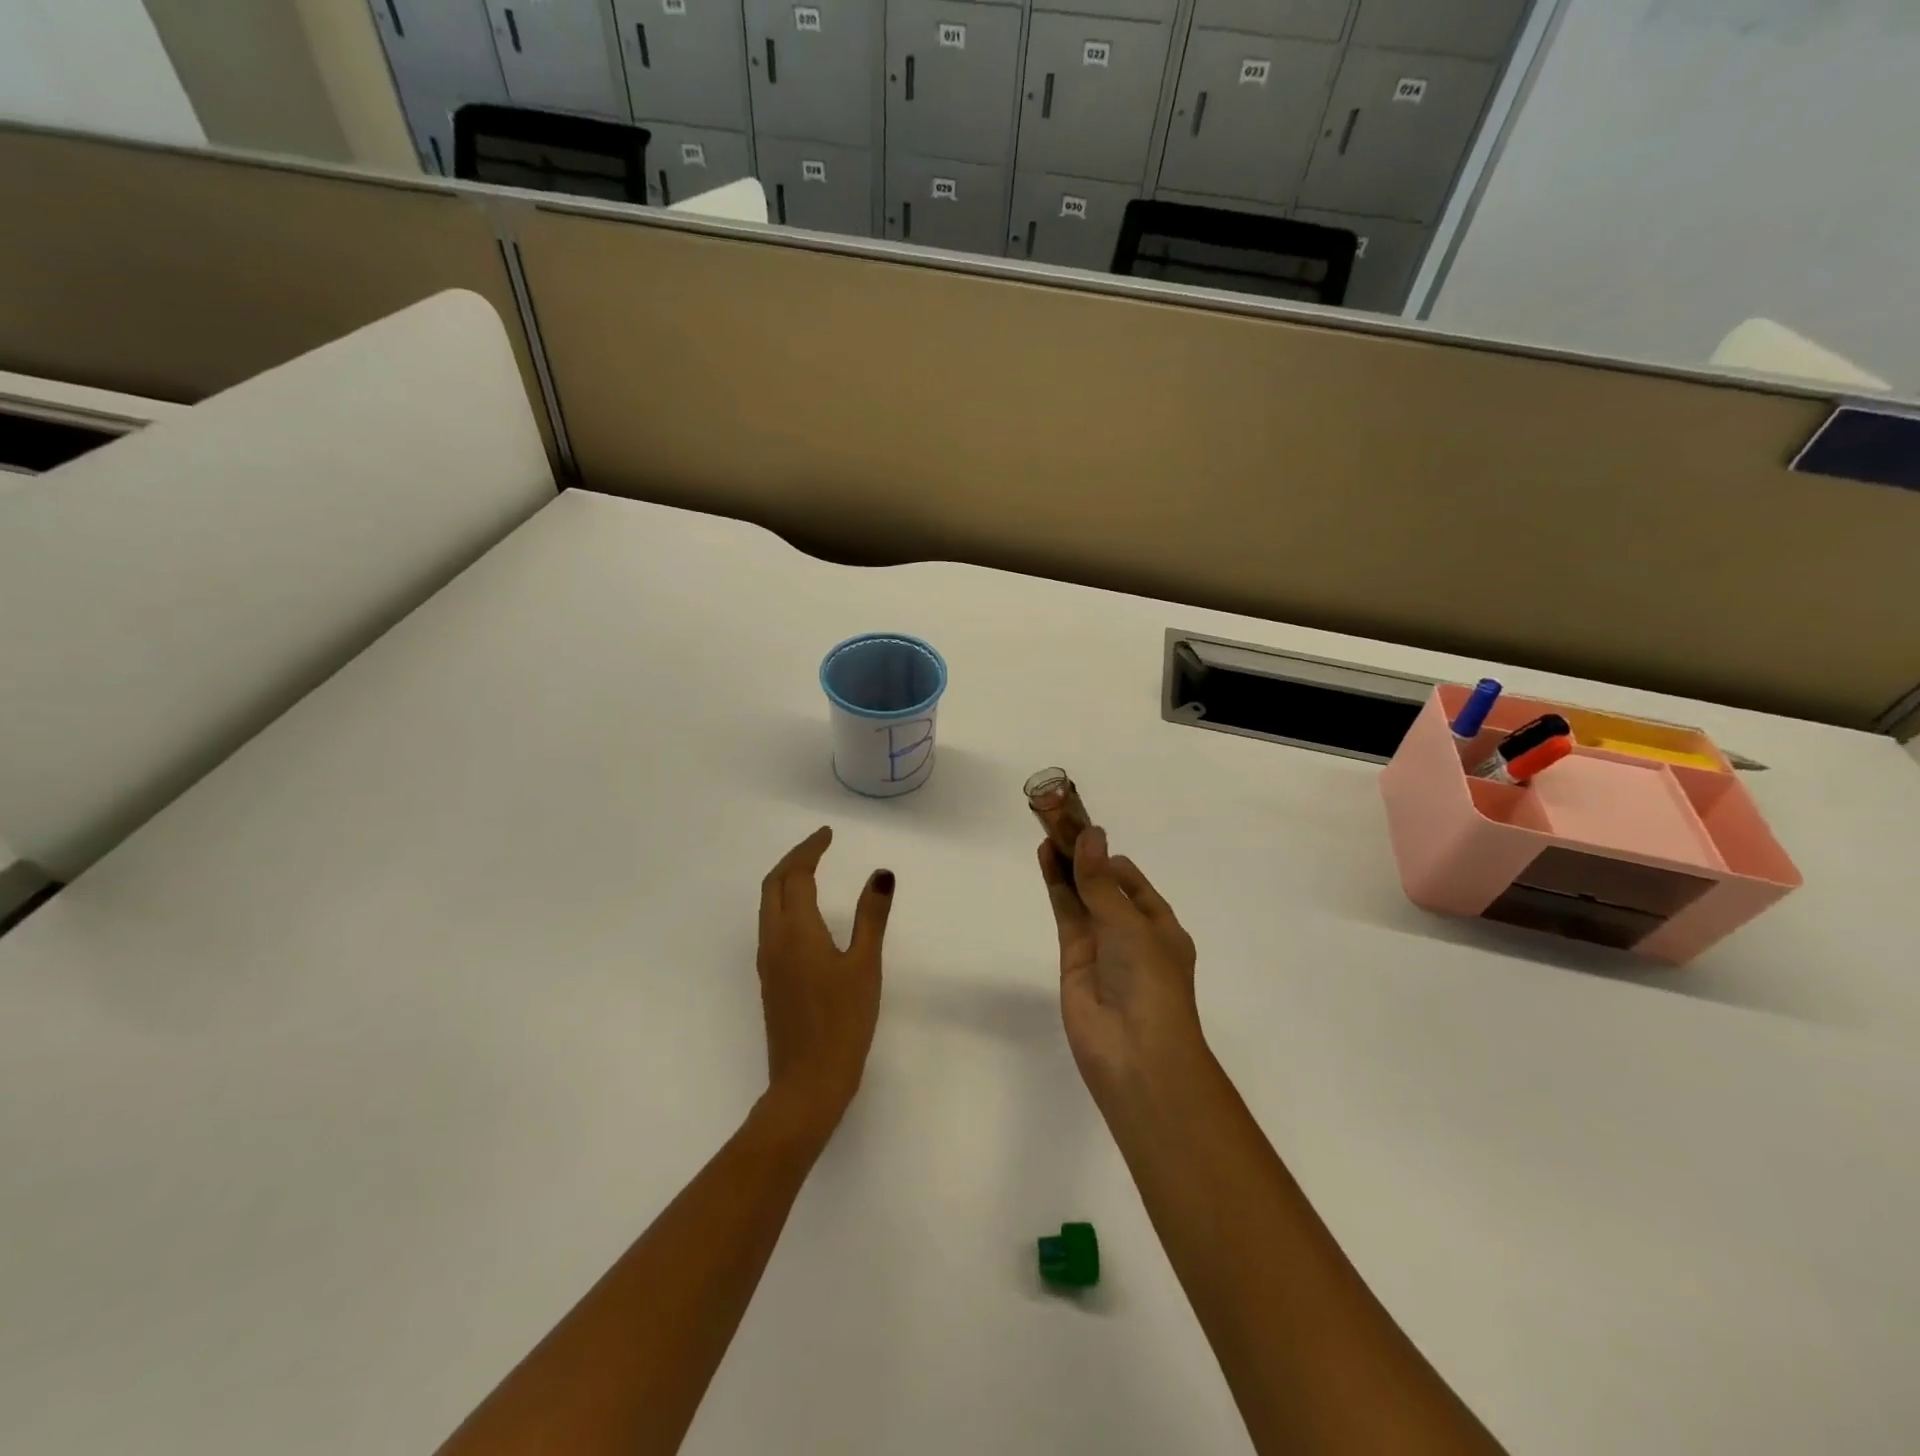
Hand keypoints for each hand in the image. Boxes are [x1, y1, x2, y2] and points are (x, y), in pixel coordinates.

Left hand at [756, 826, 893, 1140]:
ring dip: (786, 880)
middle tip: (819, 845)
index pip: (795, 876)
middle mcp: (774, 940)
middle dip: (793, 859)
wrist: (807, 1084)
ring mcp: (768, 962)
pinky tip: (805, 914)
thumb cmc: (842, 1022)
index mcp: (796, 932)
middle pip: (773, 885)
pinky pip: (771, 925)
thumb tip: (881, 874)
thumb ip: (871, 917)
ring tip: (812, 870)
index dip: (810, 850)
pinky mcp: (771, 980)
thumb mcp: (865, 966)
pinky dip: (785, 903)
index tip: (828, 834)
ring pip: (768, 906)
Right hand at [1040, 826, 1203, 1101]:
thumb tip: (1091, 834)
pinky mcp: (1074, 958)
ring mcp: (1101, 946)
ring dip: (1067, 866)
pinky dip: (1056, 886)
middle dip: (1085, 857)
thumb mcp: (1130, 925)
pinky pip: (1066, 914)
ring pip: (1081, 896)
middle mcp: (1131, 934)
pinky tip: (1046, 858)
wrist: (1135, 1052)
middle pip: (1103, 886)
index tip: (1084, 830)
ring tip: (1047, 831)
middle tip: (1059, 822)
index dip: (1108, 857)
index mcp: (1161, 927)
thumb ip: (1101, 882)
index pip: (1132, 882)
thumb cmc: (1150, 982)